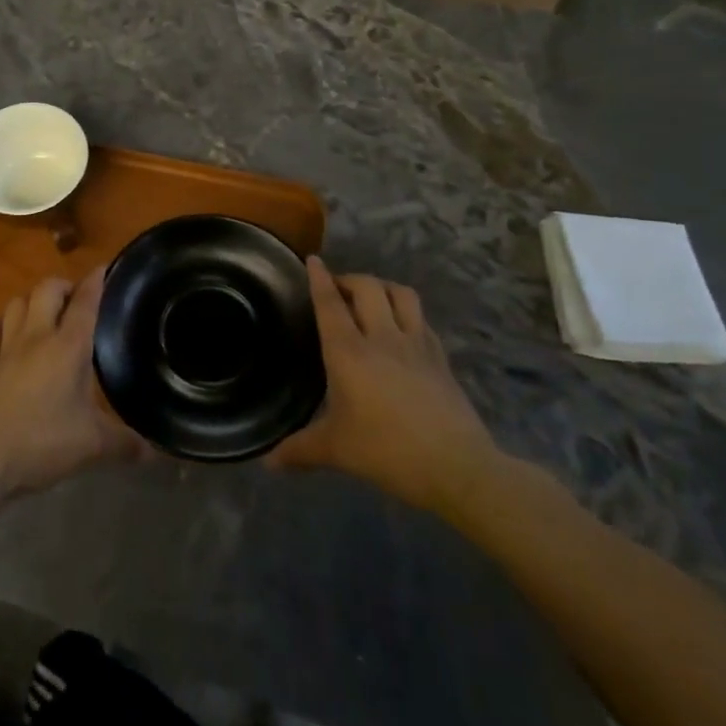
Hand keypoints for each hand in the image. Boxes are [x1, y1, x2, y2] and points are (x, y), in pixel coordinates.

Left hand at [0, 267, 143, 497]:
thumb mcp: (92, 446)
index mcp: (68, 347)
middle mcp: (36, 337)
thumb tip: (155, 451)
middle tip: (76, 298)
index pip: (85, 302)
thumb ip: (126, 444)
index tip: (104, 268)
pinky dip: (0, 326)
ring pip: (16, 303)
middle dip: (63, 285)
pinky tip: (6, 333)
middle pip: (47, 289)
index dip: (96, 281)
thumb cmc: (43, 443)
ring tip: (44, 312)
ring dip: (32, 301)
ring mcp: (6, 348)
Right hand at [269, 257, 502, 516]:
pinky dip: (408, 312)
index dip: (319, 278)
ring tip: (372, 297)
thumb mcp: (336, 451)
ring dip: (383, 286)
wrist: (457, 466)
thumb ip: (300, 450)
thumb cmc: (387, 452)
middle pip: (367, 287)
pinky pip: (422, 319)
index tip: (313, 259)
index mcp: (349, 351)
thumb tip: (268, 463)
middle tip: (337, 289)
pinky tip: (404, 327)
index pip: (330, 303)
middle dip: (350, 279)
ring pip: (401, 294)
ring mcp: (416, 343)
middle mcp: (381, 336)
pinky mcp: (440, 356)